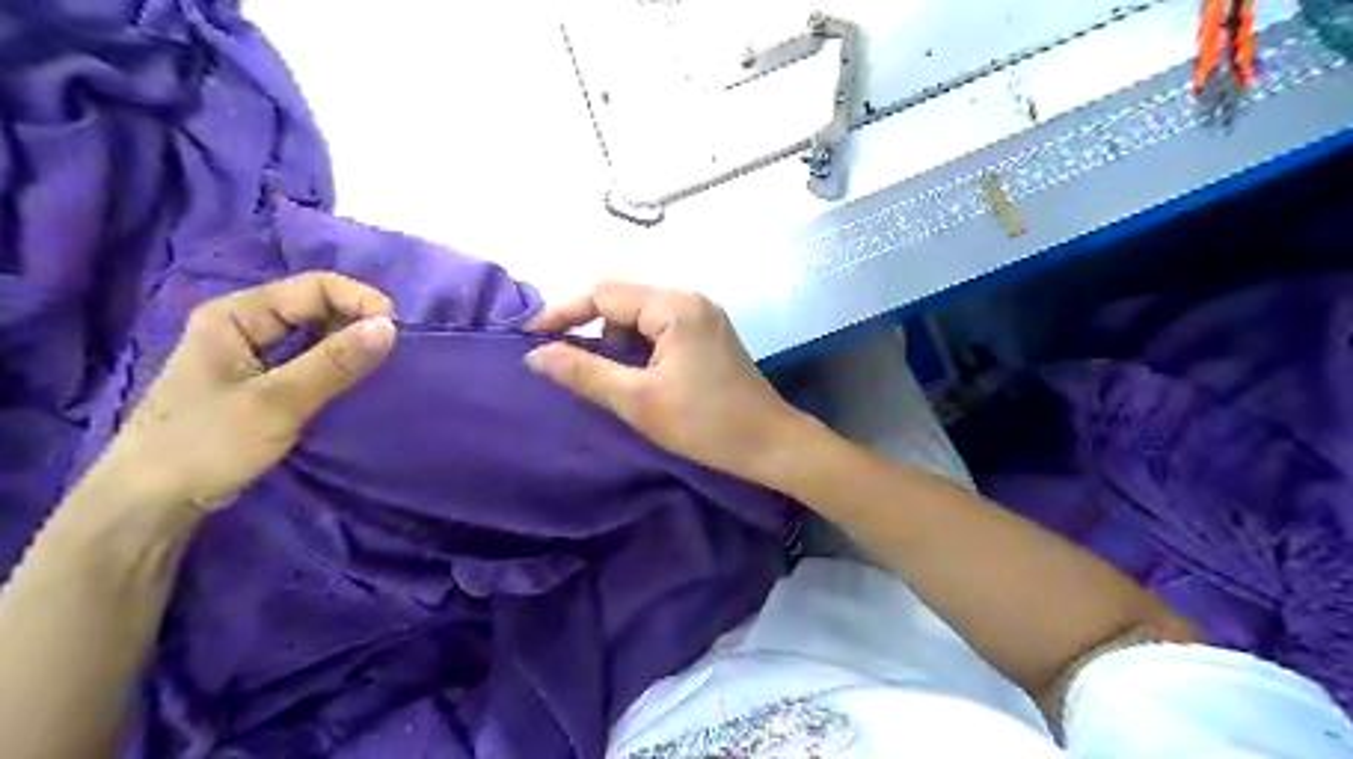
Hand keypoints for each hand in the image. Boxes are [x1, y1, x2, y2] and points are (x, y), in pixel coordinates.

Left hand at [86, 273, 396, 514]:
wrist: (151, 504)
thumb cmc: (208, 443)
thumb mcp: (278, 401)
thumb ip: (335, 362)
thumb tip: (390, 327)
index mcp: (236, 315)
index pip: (313, 287)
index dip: (360, 300)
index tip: (396, 330)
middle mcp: (242, 325)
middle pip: (314, 306)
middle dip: (357, 321)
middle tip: (392, 351)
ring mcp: (248, 355)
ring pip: (312, 334)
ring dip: (348, 344)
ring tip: (380, 365)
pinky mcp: (258, 383)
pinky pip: (307, 359)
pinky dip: (335, 364)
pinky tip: (353, 381)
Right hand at [526, 281, 800, 483]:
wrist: (770, 444)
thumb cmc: (705, 424)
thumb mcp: (638, 400)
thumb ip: (584, 373)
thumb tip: (535, 355)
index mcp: (674, 306)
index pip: (604, 293)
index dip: (564, 312)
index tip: (531, 337)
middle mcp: (689, 300)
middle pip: (623, 301)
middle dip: (591, 330)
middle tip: (568, 365)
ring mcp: (702, 316)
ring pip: (640, 318)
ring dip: (616, 344)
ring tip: (608, 380)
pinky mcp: (707, 335)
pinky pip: (659, 330)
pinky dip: (638, 350)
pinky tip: (634, 377)